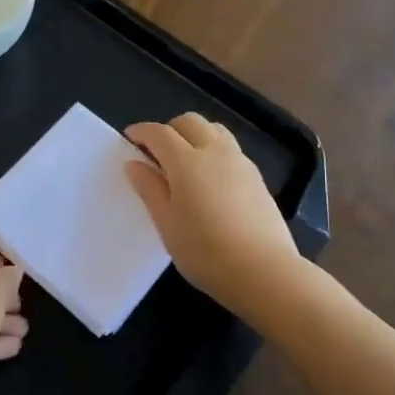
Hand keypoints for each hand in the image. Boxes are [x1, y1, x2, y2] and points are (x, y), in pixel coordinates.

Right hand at [125, 113, 303, 318]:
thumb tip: (134, 164)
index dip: (142, 132)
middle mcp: (215, 152)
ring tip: (185, 162)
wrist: (264, 271)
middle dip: (170, 129)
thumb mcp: (166, 223)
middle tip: (157, 152)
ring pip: (215, 131)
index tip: (130, 137)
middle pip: (190, 122)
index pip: (159, 133)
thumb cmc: (205, 251)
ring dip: (195, 135)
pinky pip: (231, 149)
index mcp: (186, 161)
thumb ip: (149, 189)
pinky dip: (214, 151)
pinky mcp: (257, 178)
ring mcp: (240, 163)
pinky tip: (210, 180)